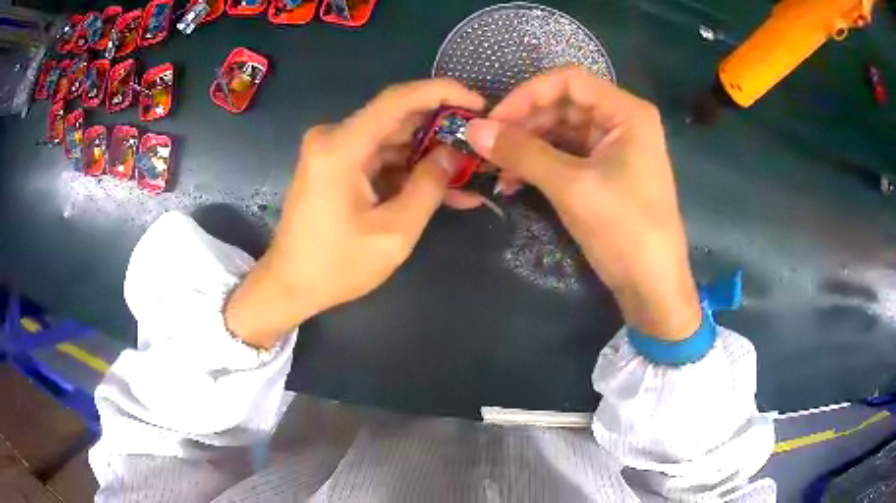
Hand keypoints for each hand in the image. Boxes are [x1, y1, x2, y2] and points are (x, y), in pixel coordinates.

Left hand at [226, 80, 484, 347]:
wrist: (289, 285)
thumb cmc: (336, 266)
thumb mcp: (394, 233)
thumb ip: (429, 187)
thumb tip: (453, 153)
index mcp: (341, 146)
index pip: (398, 99)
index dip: (442, 92)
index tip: (478, 102)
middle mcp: (333, 137)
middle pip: (397, 118)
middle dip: (441, 129)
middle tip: (480, 142)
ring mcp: (332, 150)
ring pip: (392, 139)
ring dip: (428, 154)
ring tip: (469, 172)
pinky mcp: (335, 165)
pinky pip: (379, 157)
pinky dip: (407, 170)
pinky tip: (440, 186)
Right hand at [465, 66, 699, 339]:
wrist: (653, 286)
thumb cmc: (625, 230)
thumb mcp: (572, 187)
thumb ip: (522, 153)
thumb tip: (473, 130)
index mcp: (626, 112)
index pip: (569, 81)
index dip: (527, 94)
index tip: (494, 119)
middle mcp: (622, 121)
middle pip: (563, 104)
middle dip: (524, 123)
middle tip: (488, 146)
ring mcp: (614, 147)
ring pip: (561, 130)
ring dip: (527, 146)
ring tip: (496, 168)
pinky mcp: (605, 171)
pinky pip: (566, 154)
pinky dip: (540, 164)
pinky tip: (514, 181)